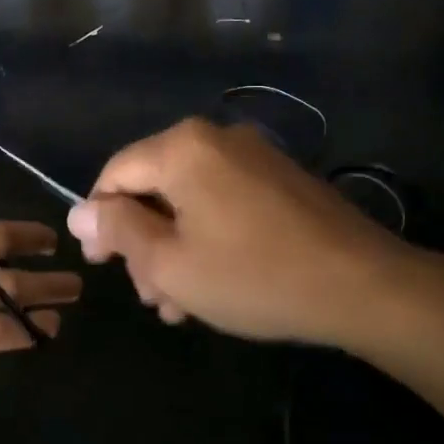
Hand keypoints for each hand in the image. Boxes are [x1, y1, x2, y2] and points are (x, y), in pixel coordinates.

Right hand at [67, 118, 443, 351]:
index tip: (101, 266)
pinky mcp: (281, 180)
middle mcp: (216, 139)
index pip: (115, 174)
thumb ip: (118, 231)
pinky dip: (207, 239)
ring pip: (189, 202)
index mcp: (182, 148)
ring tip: (179, 304)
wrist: (364, 286)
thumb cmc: (252, 275)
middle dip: (143, 244)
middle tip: (149, 296)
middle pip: (154, 188)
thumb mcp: (169, 262)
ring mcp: (254, 158)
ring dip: (174, 250)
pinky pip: (224, 203)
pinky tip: (212, 285)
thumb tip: (79, 212)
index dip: (99, 220)